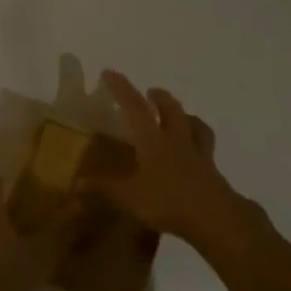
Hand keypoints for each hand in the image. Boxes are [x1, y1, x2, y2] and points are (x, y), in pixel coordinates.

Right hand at [83, 70, 253, 249]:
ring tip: (181, 115)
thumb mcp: (128, 197)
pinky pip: (206, 148)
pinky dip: (200, 142)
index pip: (134, 107)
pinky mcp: (212, 171)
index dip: (121, 88)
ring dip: (186, 115)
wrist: (214, 217)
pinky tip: (197, 150)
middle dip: (160, 98)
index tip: (109, 72)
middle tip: (151, 92)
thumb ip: (103, 189)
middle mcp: (176, 140)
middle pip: (171, 109)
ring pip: (195, 125)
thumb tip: (75, 184)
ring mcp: (198, 154)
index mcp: (152, 140)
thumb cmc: (167, 201)